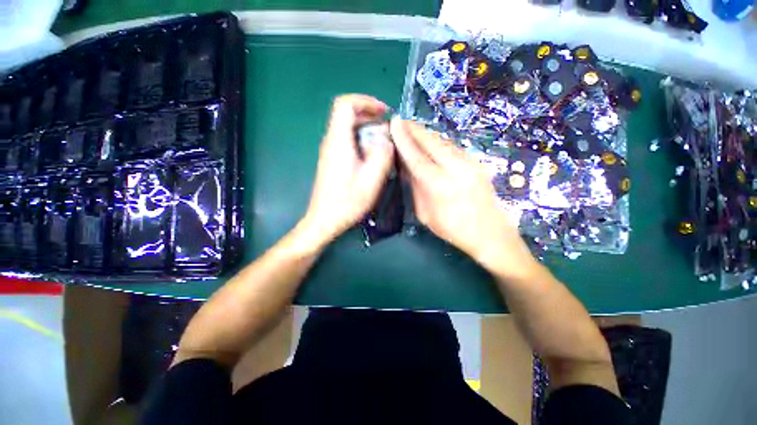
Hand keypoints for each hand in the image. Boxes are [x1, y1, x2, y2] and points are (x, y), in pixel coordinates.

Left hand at [300, 95, 394, 246]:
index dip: (365, 101)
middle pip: (347, 115)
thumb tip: (387, 139)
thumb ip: (382, 155)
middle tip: (388, 129)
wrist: (325, 219)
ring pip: (348, 128)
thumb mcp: (371, 180)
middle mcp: (331, 141)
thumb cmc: (347, 202)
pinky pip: (347, 141)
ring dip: (367, 130)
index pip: (345, 105)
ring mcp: (330, 151)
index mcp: (339, 141)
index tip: (383, 112)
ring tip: (384, 143)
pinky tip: (372, 156)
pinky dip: (362, 141)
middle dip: (370, 116)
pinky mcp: (332, 160)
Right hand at [390, 118, 535, 274]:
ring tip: (412, 129)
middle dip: (414, 129)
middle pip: (431, 142)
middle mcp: (456, 168)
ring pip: (443, 141)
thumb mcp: (426, 214)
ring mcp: (469, 163)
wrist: (491, 233)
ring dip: (426, 134)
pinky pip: (452, 146)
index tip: (394, 124)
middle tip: (401, 121)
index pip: (416, 156)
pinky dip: (438, 141)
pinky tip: (431, 141)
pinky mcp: (477, 162)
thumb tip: (407, 168)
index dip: (403, 139)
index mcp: (439, 185)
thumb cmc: (453, 229)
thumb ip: (416, 188)